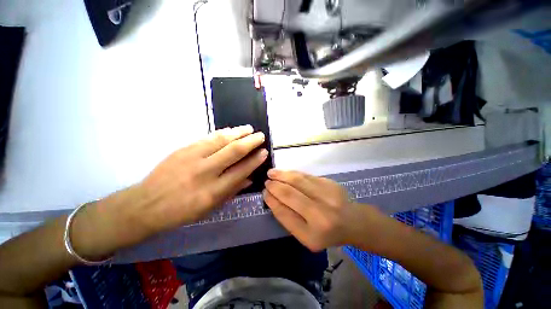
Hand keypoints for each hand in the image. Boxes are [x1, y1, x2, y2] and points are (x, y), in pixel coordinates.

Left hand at [137, 125, 267, 231]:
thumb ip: (232, 191)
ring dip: (238, 132)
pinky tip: (231, 130)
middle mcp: (205, 172)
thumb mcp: (210, 208)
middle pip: (234, 151)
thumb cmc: (182, 211)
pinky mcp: (183, 149)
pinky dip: (222, 132)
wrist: (146, 204)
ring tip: (249, 128)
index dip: (255, 160)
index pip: (241, 171)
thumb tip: (249, 178)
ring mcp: (193, 158)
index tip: (264, 152)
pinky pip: (207, 137)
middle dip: (251, 141)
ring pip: (221, 140)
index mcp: (213, 191)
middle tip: (261, 135)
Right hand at [263, 170, 379, 251]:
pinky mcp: (330, 183)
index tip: (264, 193)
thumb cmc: (327, 233)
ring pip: (298, 181)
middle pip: (290, 194)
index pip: (284, 213)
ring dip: (282, 175)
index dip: (272, 201)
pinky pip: (306, 176)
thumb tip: (272, 198)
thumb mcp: (306, 236)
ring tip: (272, 172)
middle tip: (266, 181)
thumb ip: (288, 219)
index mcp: (312, 234)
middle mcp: (321, 214)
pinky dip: (293, 173)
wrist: (353, 222)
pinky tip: (286, 173)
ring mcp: (328, 196)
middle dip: (275, 186)